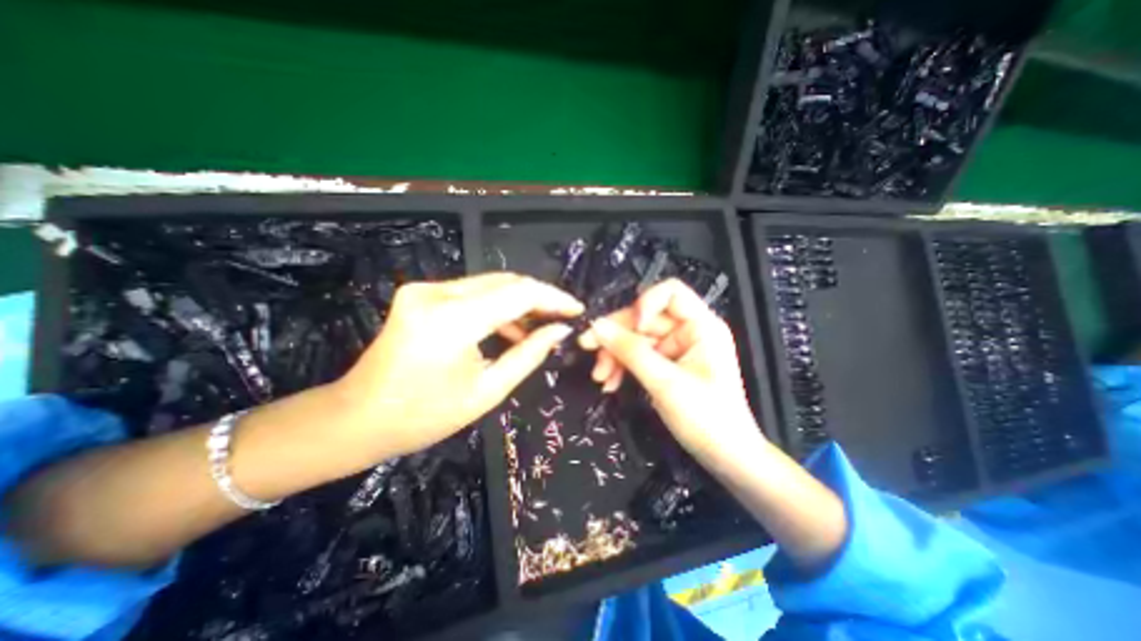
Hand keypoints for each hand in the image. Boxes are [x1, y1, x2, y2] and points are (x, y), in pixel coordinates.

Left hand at [336, 272, 582, 456]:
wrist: (356, 418)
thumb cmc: (424, 416)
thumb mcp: (487, 390)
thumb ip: (529, 354)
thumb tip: (560, 331)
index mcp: (453, 320)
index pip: (519, 293)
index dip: (554, 298)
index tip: (577, 310)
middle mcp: (437, 293)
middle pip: (506, 282)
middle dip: (540, 298)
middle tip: (563, 317)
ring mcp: (425, 289)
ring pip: (490, 284)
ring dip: (519, 302)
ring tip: (541, 326)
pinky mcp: (421, 294)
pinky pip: (472, 292)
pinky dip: (496, 306)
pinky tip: (511, 328)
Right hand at [584, 279, 760, 464]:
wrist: (725, 457)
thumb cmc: (705, 418)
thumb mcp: (664, 383)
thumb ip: (629, 351)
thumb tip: (596, 326)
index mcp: (701, 326)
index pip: (670, 292)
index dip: (645, 303)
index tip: (629, 327)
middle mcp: (688, 331)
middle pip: (644, 318)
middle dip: (616, 336)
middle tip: (588, 351)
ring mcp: (676, 348)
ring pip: (636, 338)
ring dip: (614, 355)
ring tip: (600, 377)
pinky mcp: (666, 364)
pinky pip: (638, 356)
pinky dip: (622, 367)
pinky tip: (610, 382)